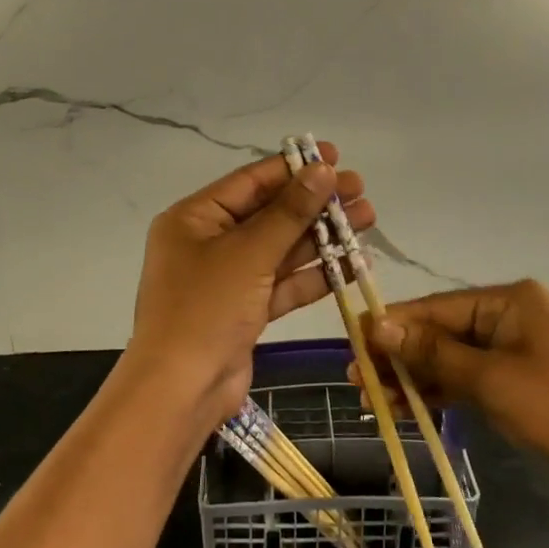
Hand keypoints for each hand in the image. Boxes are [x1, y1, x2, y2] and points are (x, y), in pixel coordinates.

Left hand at [124, 146, 374, 428]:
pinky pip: (284, 283)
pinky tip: (352, 262)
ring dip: (322, 236)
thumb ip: (290, 212)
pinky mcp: (246, 310)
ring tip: (367, 218)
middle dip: (315, 203)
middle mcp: (210, 242)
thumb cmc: (206, 308)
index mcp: (195, 218)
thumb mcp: (250, 253)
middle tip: (360, 190)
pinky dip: (315, 274)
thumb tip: (322, 170)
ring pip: (282, 249)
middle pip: (270, 214)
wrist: (181, 391)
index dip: (294, 167)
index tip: (334, 156)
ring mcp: (229, 278)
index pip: (251, 181)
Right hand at [362, 280, 548, 491]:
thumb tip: (377, 326)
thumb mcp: (492, 380)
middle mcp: (511, 314)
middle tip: (357, 380)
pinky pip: (473, 375)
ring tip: (374, 398)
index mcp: (508, 300)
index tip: (352, 341)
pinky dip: (444, 390)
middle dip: (400, 356)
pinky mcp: (522, 374)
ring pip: (454, 356)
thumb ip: (433, 352)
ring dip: (417, 377)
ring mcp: (518, 345)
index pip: (436, 307)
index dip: (392, 326)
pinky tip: (410, 406)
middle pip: (442, 331)